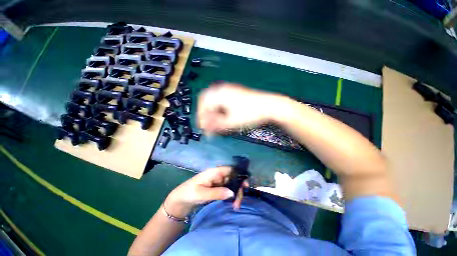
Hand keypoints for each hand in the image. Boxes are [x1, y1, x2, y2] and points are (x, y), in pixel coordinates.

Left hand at [164, 166, 248, 218]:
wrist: (181, 199)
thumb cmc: (190, 193)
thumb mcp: (202, 193)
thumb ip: (217, 193)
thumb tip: (232, 193)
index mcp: (215, 172)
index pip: (230, 170)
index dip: (239, 175)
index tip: (246, 185)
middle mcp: (218, 175)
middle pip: (233, 177)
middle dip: (238, 188)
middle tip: (239, 202)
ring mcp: (218, 181)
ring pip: (231, 184)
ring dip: (236, 193)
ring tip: (236, 205)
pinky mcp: (217, 187)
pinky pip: (227, 189)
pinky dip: (231, 195)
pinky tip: (232, 203)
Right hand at [197, 83, 285, 132]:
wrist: (270, 106)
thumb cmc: (250, 114)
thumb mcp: (231, 122)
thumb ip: (216, 125)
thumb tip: (205, 129)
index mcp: (219, 94)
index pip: (202, 104)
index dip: (200, 117)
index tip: (202, 127)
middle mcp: (222, 88)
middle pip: (207, 100)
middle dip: (206, 113)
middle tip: (208, 124)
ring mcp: (230, 89)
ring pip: (214, 100)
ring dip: (213, 111)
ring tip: (216, 121)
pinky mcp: (235, 92)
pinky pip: (222, 99)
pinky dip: (220, 108)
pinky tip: (223, 115)